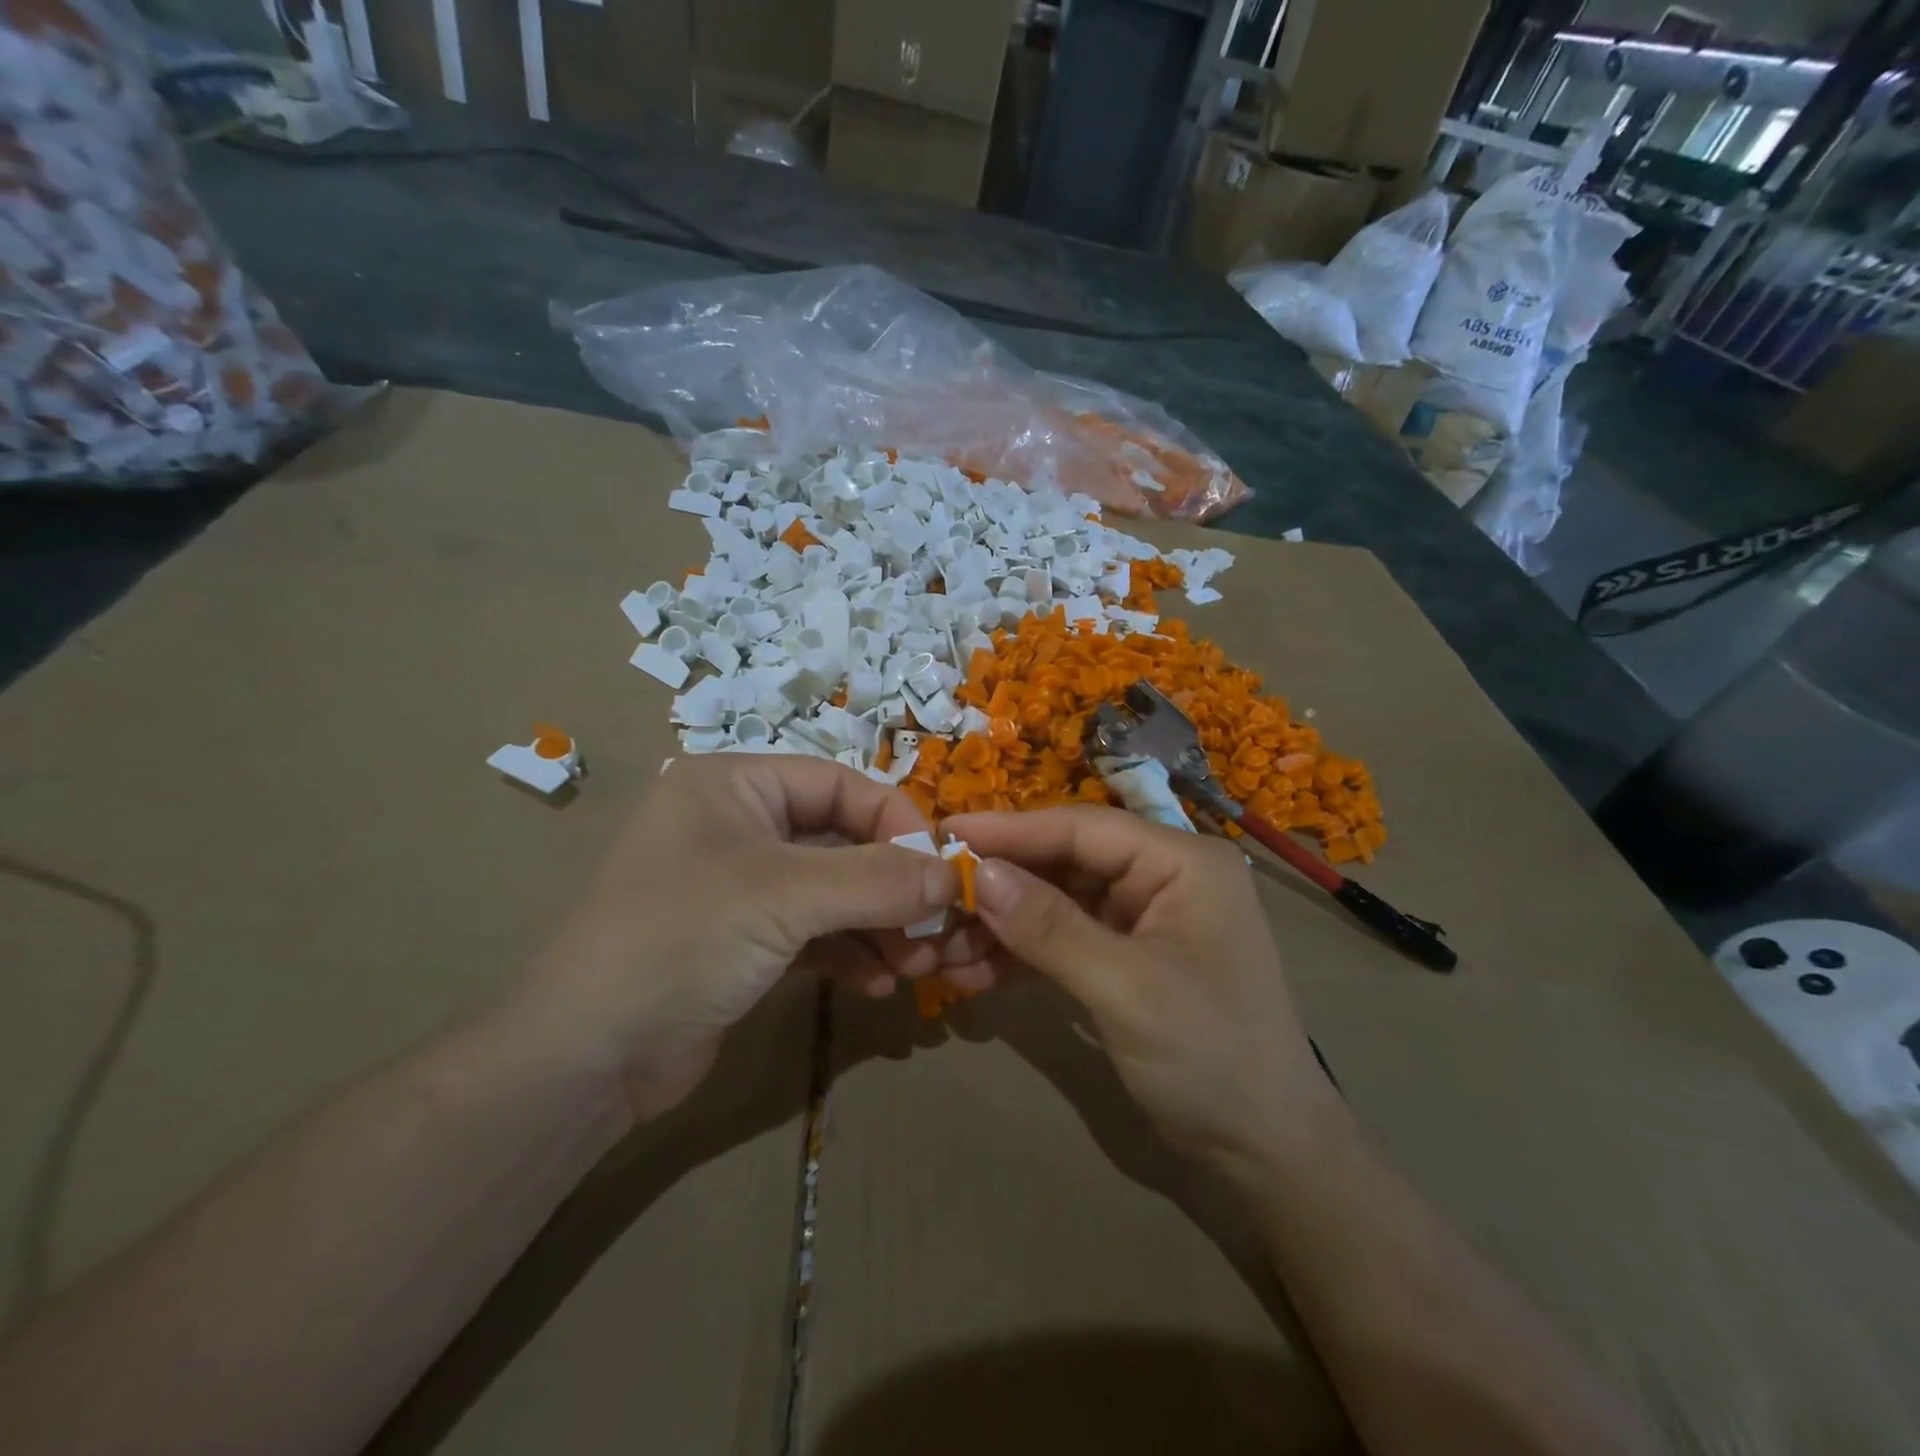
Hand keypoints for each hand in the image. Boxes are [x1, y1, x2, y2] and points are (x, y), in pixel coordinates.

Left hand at [508, 756, 992, 1122]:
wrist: (587, 1059)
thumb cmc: (681, 940)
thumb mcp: (784, 897)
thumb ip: (876, 879)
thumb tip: (954, 874)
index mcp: (737, 785)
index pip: (840, 784)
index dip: (896, 822)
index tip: (941, 870)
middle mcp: (740, 825)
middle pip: (842, 840)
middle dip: (892, 886)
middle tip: (936, 928)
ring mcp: (743, 886)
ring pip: (834, 891)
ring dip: (879, 925)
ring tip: (916, 965)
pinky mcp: (746, 940)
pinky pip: (816, 932)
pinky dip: (851, 952)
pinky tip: (879, 984)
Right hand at [942, 806, 1342, 1164]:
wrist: (1265, 1149)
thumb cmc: (1210, 1056)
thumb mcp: (1126, 988)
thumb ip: (1050, 927)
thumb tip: (979, 873)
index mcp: (1180, 862)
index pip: (1082, 828)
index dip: (1011, 830)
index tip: (946, 831)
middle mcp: (1162, 876)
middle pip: (1064, 862)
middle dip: (1001, 884)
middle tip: (936, 896)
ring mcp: (1143, 916)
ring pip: (1056, 901)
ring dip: (1003, 924)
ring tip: (944, 948)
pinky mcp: (1126, 955)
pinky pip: (1064, 938)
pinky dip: (1022, 953)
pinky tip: (974, 973)